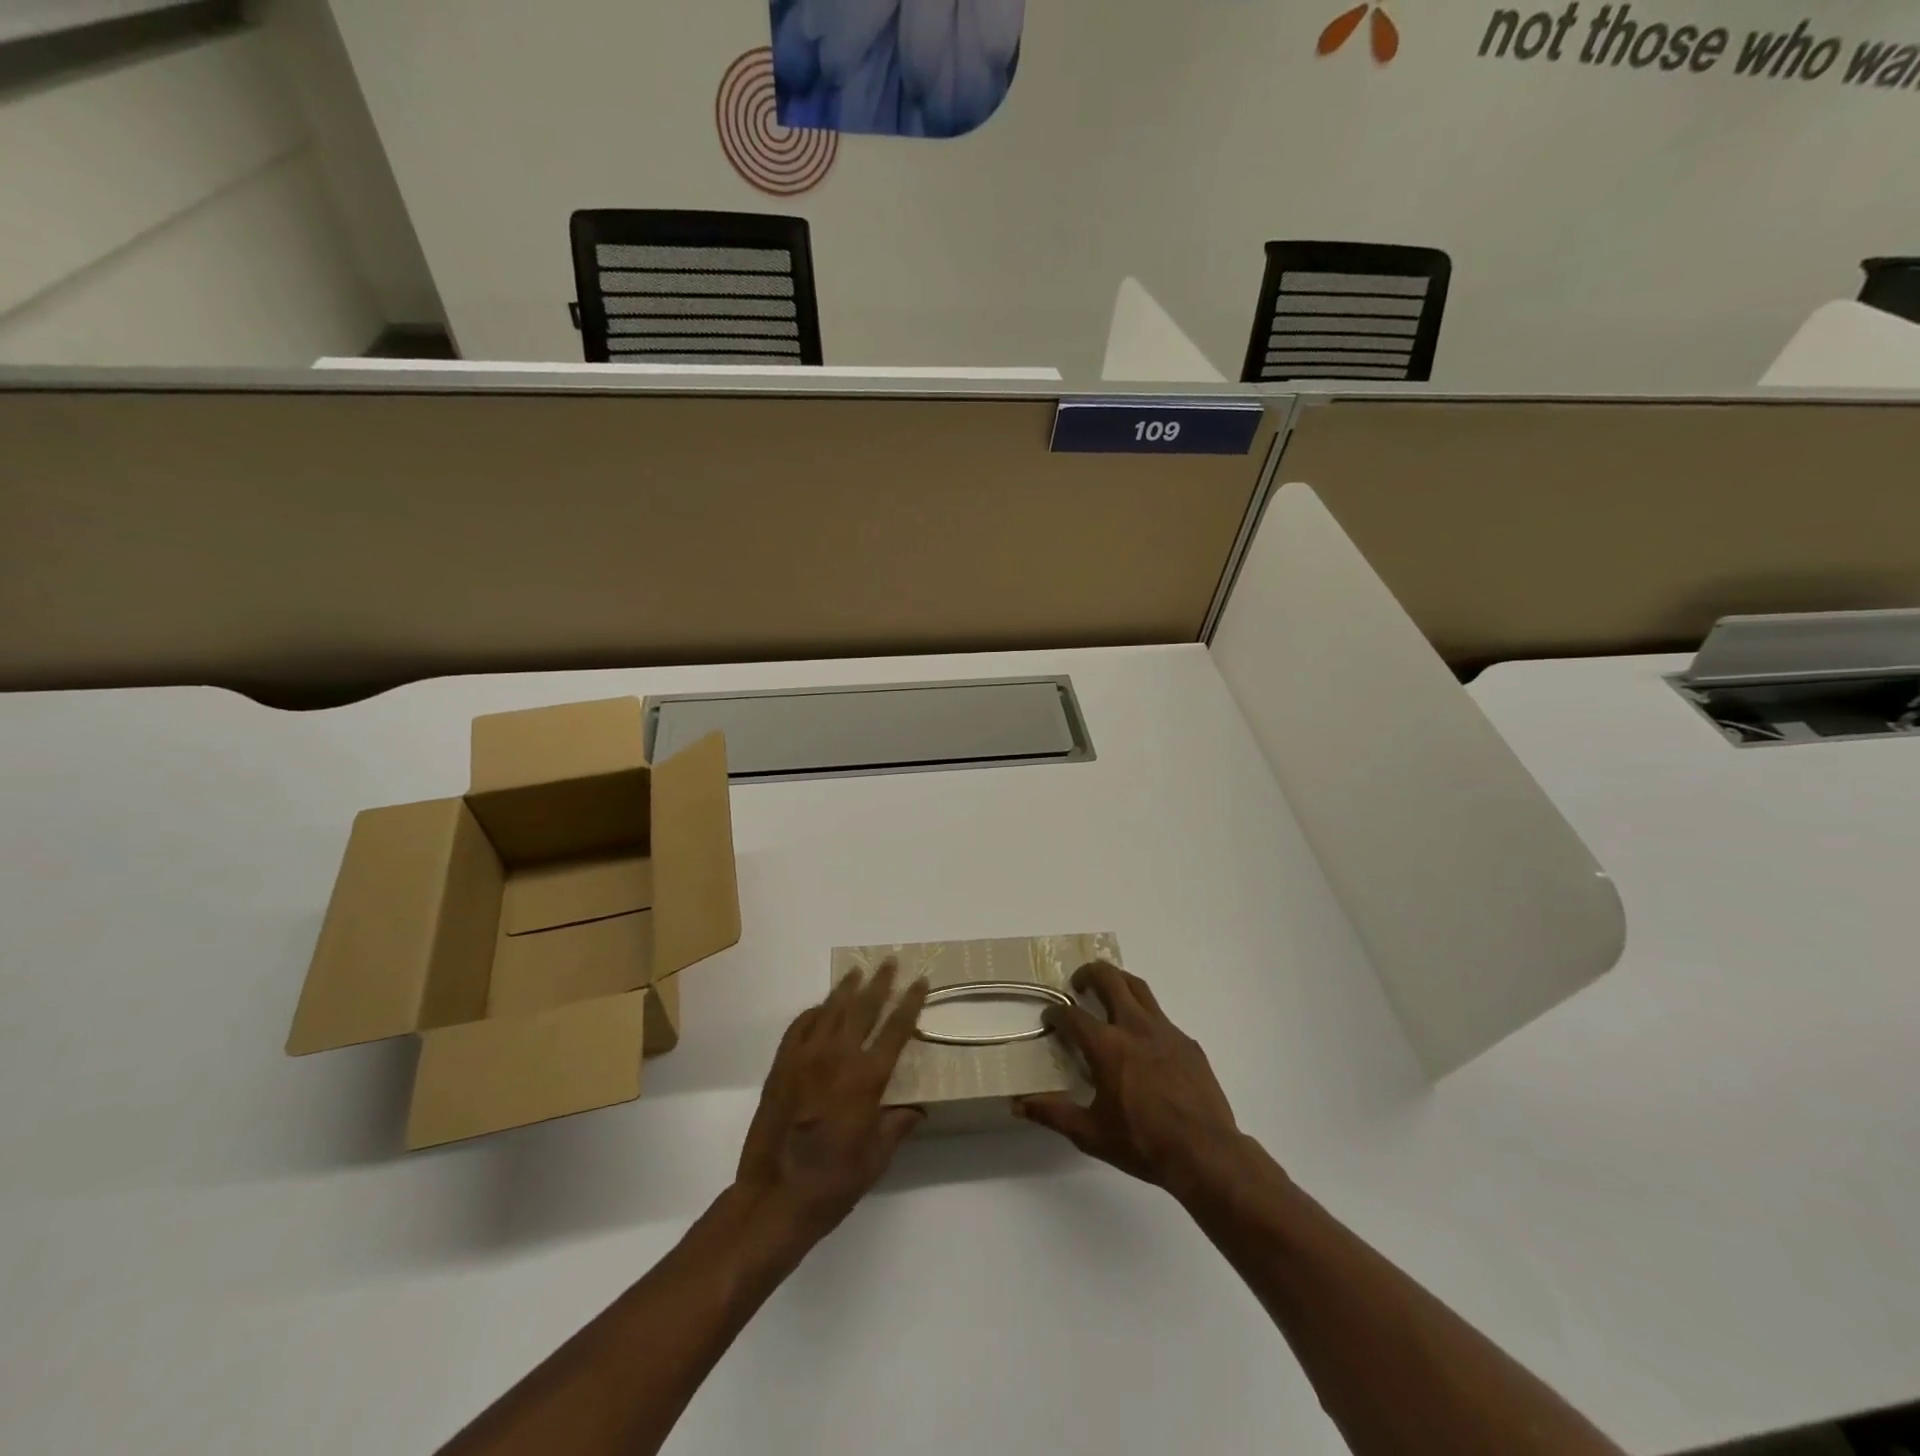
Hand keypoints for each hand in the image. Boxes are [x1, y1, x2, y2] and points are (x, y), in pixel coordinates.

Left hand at [733, 960, 929, 1250]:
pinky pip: (799, 1027)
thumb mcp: (877, 1158)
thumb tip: (917, 1109)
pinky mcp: (781, 1066)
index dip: (910, 1002)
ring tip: (858, 971)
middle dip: (880, 982)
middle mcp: (838, 1057)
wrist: (774, 1197)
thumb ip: (897, 1125)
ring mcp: (805, 1057)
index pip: (896, 1028)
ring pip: (831, 1010)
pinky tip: (820, 1007)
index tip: (920, 980)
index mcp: (867, 1078)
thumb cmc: (833, 1182)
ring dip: (847, 988)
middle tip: (890, 961)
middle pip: (864, 1007)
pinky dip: (813, 1012)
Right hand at [1018, 962, 1243, 1195]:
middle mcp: (1135, 1027)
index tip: (1049, 1018)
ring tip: (1109, 993)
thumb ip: (1053, 1114)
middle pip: (1110, 979)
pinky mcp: (1188, 1043)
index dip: (1056, 1013)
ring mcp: (1165, 1031)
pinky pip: (1161, 1017)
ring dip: (1119, 982)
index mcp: (1107, 1046)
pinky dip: (1145, 1017)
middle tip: (1078, 984)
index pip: (1072, 1015)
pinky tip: (1144, 1042)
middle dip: (1089, 973)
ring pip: (1139, 988)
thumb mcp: (1091, 1134)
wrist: (1206, 1153)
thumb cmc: (1143, 1143)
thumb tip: (1018, 1104)